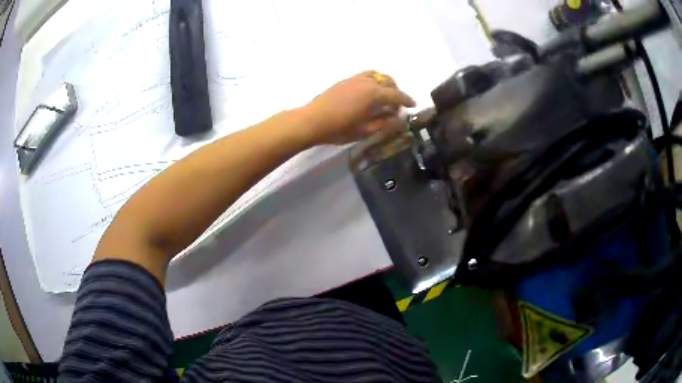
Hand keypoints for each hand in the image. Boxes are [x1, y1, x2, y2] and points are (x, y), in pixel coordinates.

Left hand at [299, 71, 415, 145]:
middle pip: (388, 82)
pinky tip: (369, 93)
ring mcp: (355, 79)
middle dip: (396, 92)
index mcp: (374, 94)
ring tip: (385, 95)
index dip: (407, 100)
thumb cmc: (339, 128)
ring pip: (377, 75)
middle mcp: (367, 82)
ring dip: (385, 83)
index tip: (414, 105)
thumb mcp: (365, 130)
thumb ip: (385, 123)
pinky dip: (374, 81)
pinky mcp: (345, 80)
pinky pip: (366, 75)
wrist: (312, 120)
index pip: (396, 95)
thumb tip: (399, 118)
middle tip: (397, 105)